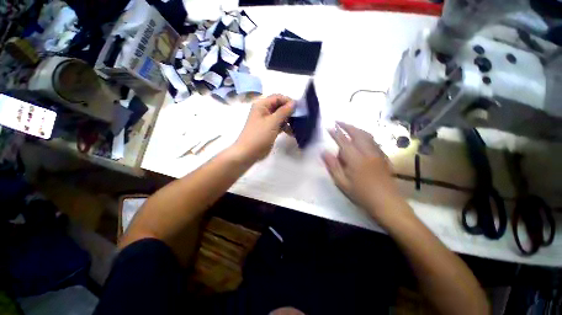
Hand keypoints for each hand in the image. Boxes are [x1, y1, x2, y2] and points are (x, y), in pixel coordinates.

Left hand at [232, 94, 293, 162]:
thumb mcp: (272, 122)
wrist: (248, 153)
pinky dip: (285, 127)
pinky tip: (292, 133)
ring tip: (297, 126)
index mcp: (262, 105)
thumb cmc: (259, 135)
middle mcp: (264, 111)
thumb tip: (294, 103)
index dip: (288, 101)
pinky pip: (279, 125)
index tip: (299, 109)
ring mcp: (266, 121)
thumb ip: (284, 111)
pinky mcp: (269, 129)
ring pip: (280, 116)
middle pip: (279, 106)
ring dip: (288, 120)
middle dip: (289, 111)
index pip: (278, 97)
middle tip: (299, 118)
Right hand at [322, 122, 406, 222]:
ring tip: (348, 126)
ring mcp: (377, 154)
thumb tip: (324, 152)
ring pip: (367, 135)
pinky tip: (361, 138)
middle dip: (346, 125)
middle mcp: (367, 152)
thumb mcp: (342, 183)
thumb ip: (332, 166)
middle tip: (338, 121)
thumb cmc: (361, 194)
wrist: (387, 203)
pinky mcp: (383, 157)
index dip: (335, 133)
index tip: (328, 127)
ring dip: (356, 128)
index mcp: (355, 159)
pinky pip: (373, 141)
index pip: (343, 141)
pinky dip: (365, 135)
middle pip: (357, 133)